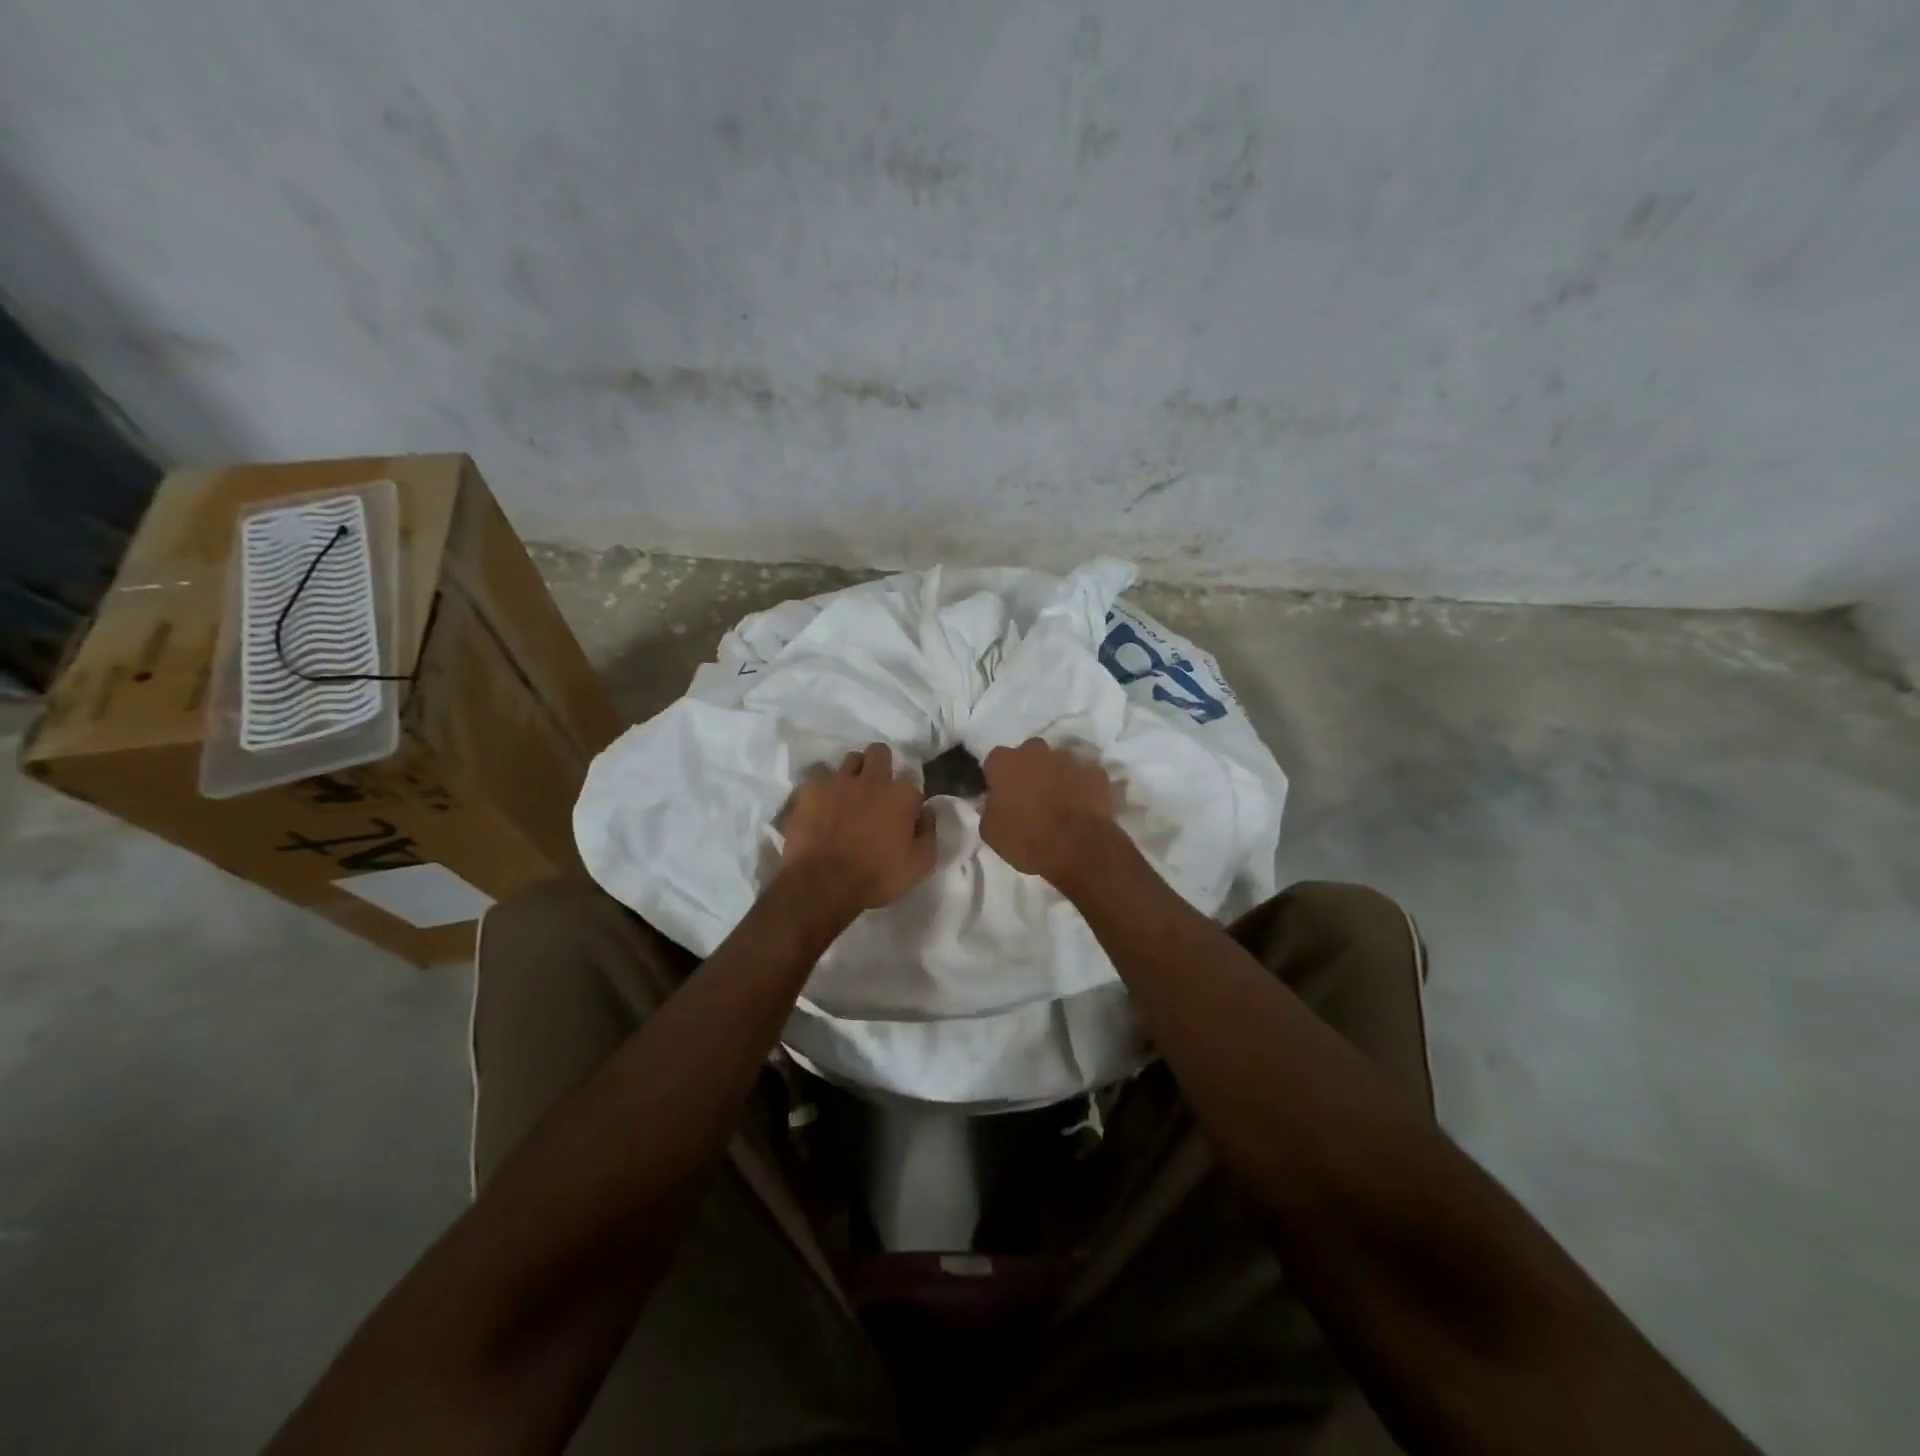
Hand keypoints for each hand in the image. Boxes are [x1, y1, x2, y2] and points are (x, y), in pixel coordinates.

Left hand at [781, 743, 935, 913]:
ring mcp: (838, 781)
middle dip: (880, 765)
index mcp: (901, 795)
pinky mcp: (810, 790)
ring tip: (848, 795)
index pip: (911, 783)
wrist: (823, 884)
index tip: (903, 814)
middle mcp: (872, 779)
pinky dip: (824, 790)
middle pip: (879, 753)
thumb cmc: (876, 877)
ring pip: (850, 760)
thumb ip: (928, 833)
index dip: (908, 799)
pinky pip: (819, 778)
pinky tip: (821, 807)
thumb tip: (927, 812)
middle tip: (876, 789)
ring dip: (853, 773)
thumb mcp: (919, 865)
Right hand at [980, 738, 1119, 889]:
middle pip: (1028, 753)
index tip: (1001, 794)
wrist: (1078, 847)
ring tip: (1059, 803)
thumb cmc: (1027, 839)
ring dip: (1055, 776)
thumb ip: (989, 809)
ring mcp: (1069, 758)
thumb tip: (994, 803)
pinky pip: (1084, 774)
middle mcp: (1036, 751)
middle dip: (1028, 769)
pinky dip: (1081, 785)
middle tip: (1030, 796)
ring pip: (1057, 761)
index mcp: (1005, 762)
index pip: (995, 760)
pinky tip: (1081, 805)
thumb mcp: (991, 832)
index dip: (998, 777)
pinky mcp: (1095, 771)